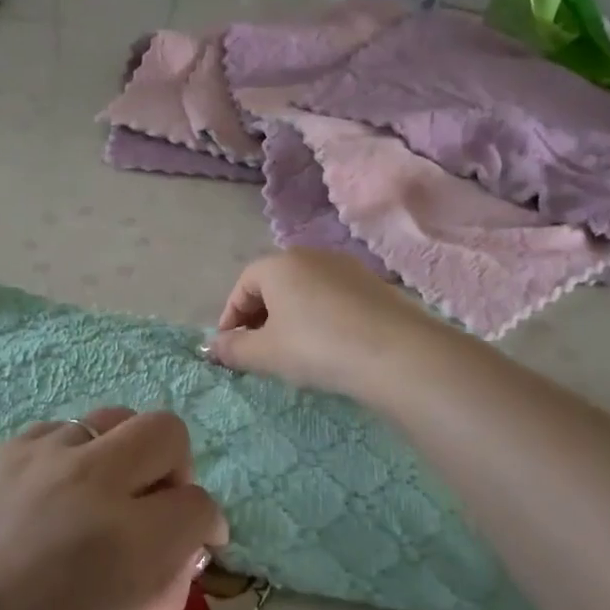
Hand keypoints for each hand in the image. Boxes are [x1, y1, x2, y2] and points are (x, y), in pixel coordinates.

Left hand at [0, 408, 226, 609]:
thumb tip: (184, 547)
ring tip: (96, 498)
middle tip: (152, 505)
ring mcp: (43, 456)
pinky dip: (73, 457)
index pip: (198, 503)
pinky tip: (49, 497)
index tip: (196, 541)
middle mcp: (92, 483)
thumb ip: (168, 591)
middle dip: (175, 466)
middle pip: (166, 430)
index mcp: (126, 544)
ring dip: (121, 457)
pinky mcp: (4, 448)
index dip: (207, 524)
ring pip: (113, 420)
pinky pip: (62, 431)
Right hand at [208, 249, 443, 401]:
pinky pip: (332, 297)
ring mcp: (346, 267)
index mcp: (278, 264)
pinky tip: (328, 345)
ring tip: (292, 349)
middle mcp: (311, 255)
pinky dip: (320, 316)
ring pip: (304, 289)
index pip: (243, 285)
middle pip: (274, 283)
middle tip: (258, 349)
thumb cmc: (317, 347)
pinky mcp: (374, 284)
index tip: (229, 347)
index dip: (230, 317)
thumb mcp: (266, 354)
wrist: (396, 353)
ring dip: (290, 316)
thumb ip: (233, 349)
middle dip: (259, 316)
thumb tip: (214, 347)